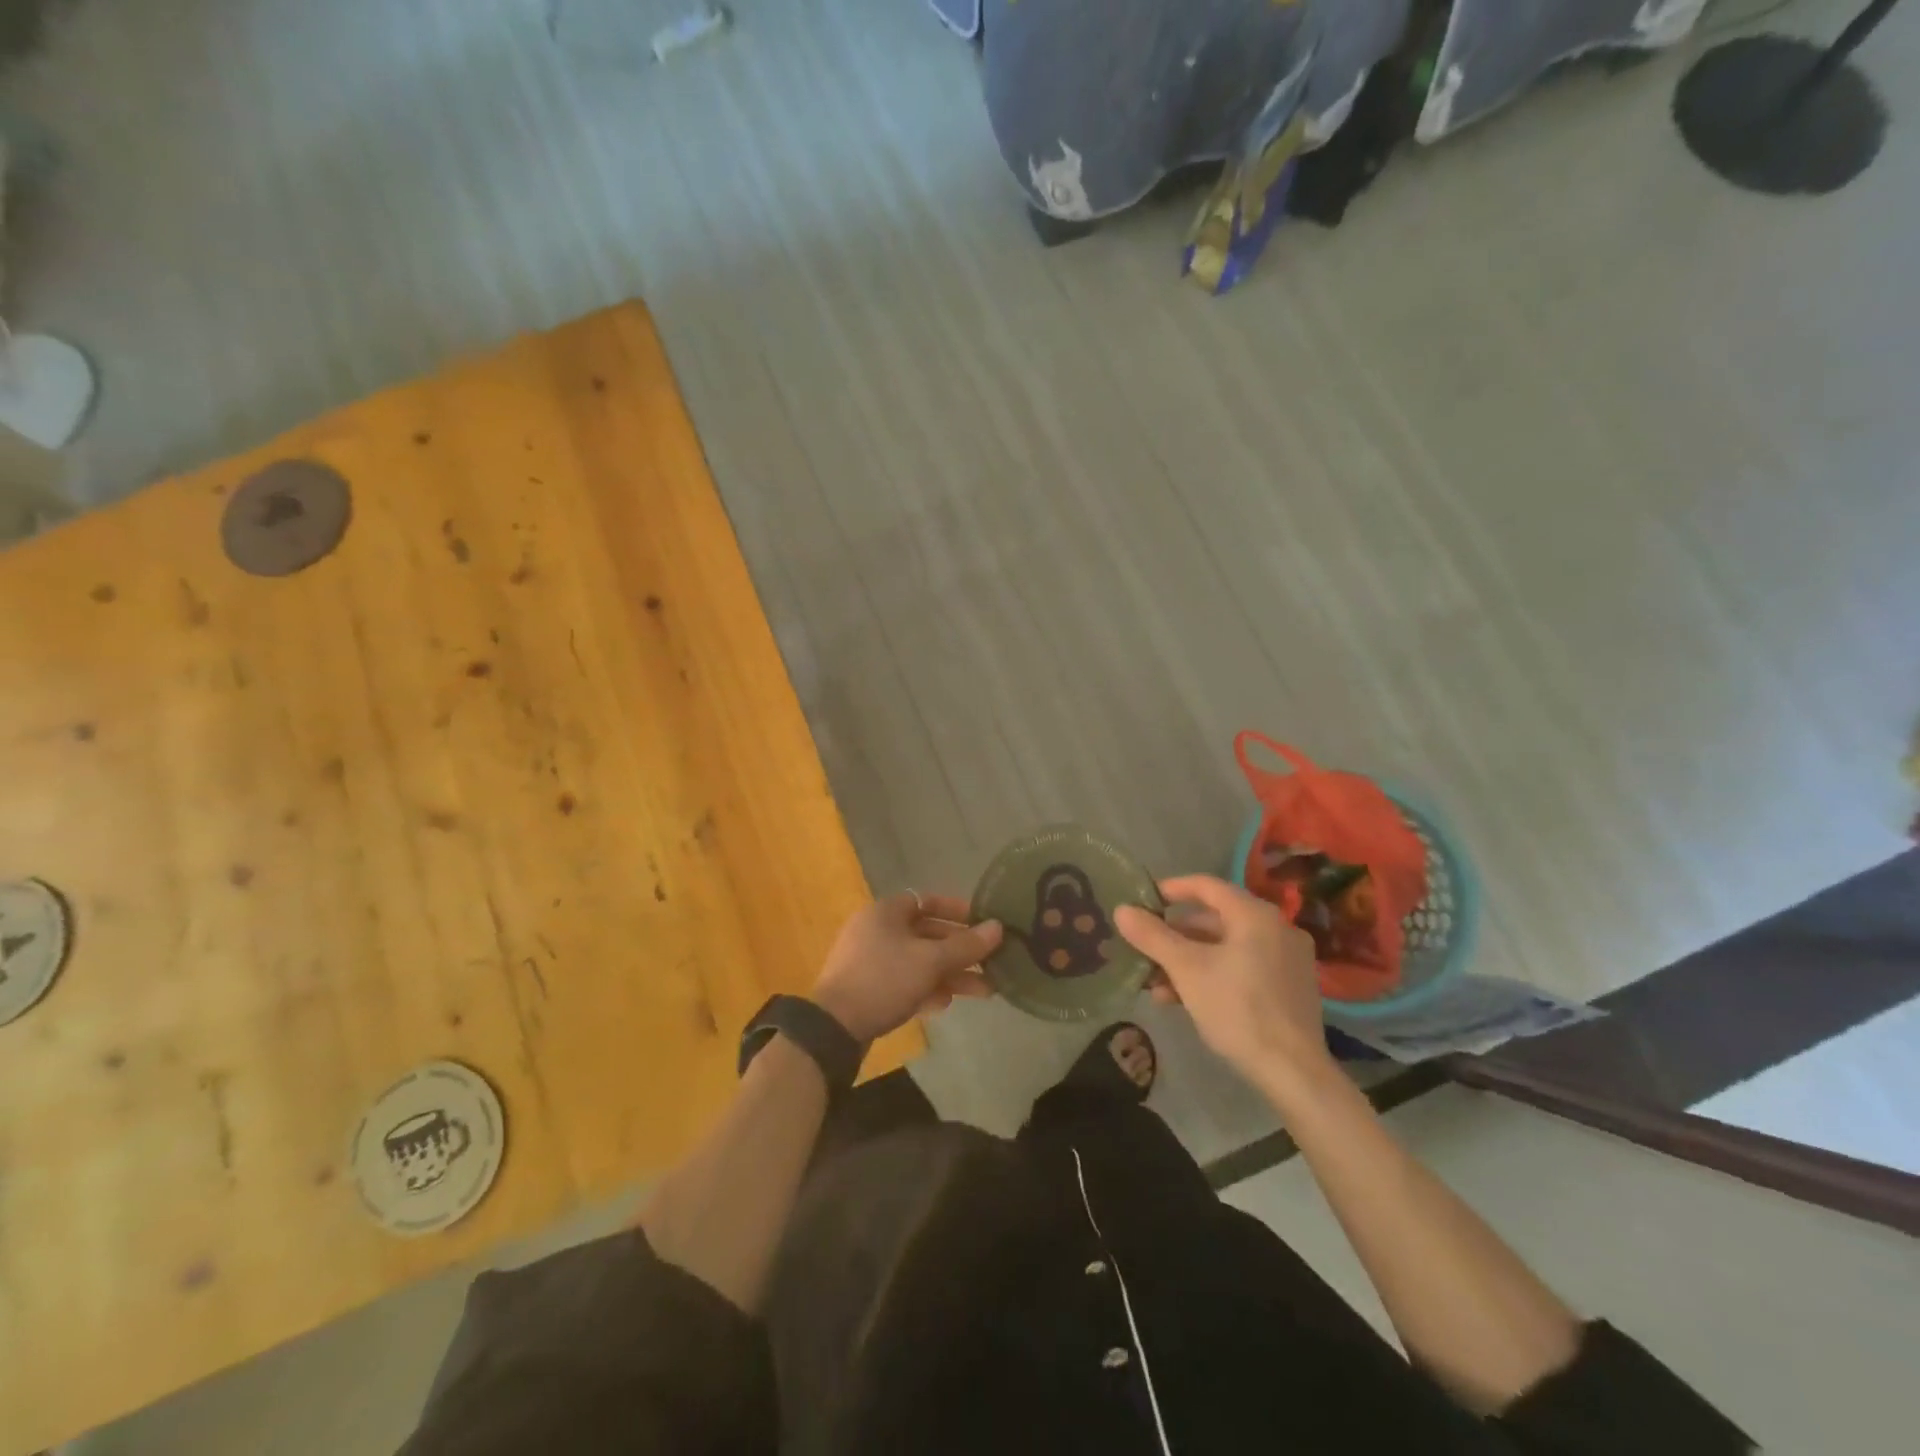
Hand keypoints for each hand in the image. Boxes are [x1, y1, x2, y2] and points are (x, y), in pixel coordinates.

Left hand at [811, 892, 1003, 1042]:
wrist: (834, 1027)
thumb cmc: (884, 980)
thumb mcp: (930, 961)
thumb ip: (966, 945)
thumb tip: (998, 927)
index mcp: (886, 912)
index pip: (927, 901)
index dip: (958, 910)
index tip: (984, 923)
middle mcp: (877, 930)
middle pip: (927, 934)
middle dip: (961, 951)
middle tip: (993, 963)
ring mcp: (870, 961)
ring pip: (919, 961)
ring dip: (950, 974)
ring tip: (985, 991)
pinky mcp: (868, 989)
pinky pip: (904, 982)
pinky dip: (926, 989)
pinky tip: (946, 1005)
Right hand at [1114, 874, 1333, 1094]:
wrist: (1293, 1072)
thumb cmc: (1237, 1009)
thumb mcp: (1187, 970)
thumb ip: (1152, 936)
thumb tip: (1121, 909)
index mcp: (1255, 915)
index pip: (1206, 885)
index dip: (1171, 889)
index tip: (1142, 900)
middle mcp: (1276, 928)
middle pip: (1214, 919)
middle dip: (1175, 935)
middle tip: (1144, 948)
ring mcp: (1286, 959)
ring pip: (1226, 947)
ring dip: (1188, 960)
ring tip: (1155, 983)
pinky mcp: (1289, 988)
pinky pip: (1242, 967)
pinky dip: (1212, 974)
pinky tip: (1184, 1000)